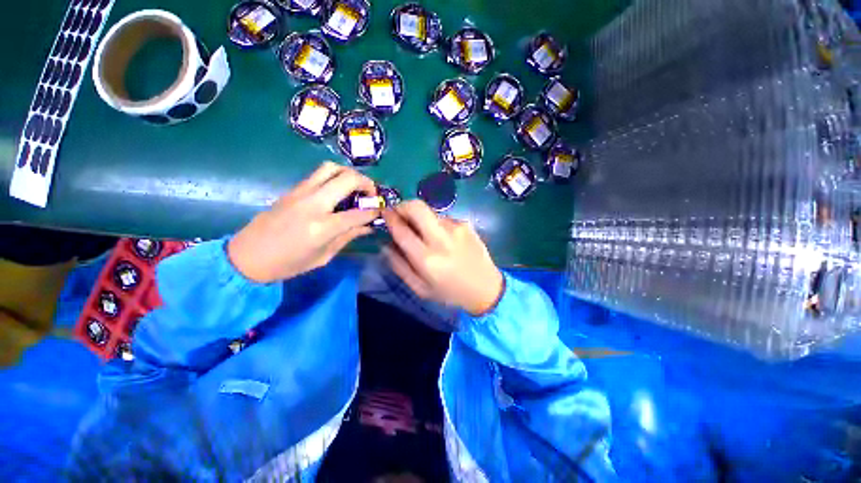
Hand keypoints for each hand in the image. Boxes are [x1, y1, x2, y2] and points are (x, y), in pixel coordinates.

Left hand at [228, 162, 378, 282]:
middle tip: (371, 194)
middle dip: (367, 183)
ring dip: (349, 174)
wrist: (247, 256)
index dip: (374, 211)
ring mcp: (301, 193)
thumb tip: (368, 226)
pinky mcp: (293, 190)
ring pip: (331, 168)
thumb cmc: (288, 264)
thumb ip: (348, 237)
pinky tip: (338, 191)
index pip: (359, 213)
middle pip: (347, 179)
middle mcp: (313, 204)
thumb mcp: (323, 257)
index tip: (381, 212)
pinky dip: (335, 177)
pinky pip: (319, 174)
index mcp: (322, 227)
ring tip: (355, 187)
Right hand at [382, 201, 503, 315]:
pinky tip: (443, 238)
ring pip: (429, 211)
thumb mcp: (420, 288)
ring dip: (420, 218)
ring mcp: (456, 228)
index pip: (401, 230)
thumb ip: (399, 266)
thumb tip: (385, 244)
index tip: (385, 214)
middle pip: (416, 207)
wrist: (486, 288)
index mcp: (427, 259)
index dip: (389, 218)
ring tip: (424, 233)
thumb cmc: (450, 292)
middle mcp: (441, 238)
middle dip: (402, 206)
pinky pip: (443, 218)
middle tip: (398, 214)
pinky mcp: (466, 224)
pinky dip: (436, 224)